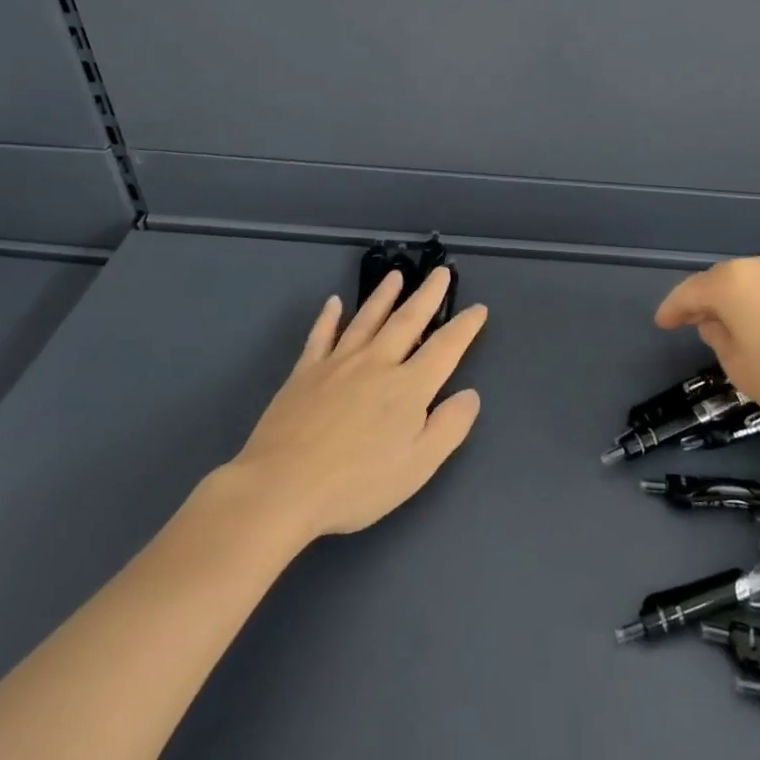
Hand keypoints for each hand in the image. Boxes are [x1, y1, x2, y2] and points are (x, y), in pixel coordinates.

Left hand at [224, 267, 484, 542]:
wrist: (281, 487)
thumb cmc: (356, 484)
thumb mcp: (417, 467)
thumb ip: (448, 427)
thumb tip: (470, 394)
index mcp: (408, 387)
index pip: (445, 347)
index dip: (464, 327)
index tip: (478, 309)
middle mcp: (377, 363)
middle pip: (407, 320)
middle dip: (428, 295)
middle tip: (441, 272)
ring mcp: (338, 363)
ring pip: (367, 319)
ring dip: (384, 295)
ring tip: (396, 276)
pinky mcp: (305, 372)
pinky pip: (321, 336)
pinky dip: (329, 317)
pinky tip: (334, 303)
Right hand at [654, 254, 759, 431]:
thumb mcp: (741, 369)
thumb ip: (719, 340)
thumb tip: (717, 322)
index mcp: (731, 283)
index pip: (689, 292)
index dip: (672, 309)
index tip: (661, 323)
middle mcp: (756, 266)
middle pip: (718, 281)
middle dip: (703, 302)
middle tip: (692, 326)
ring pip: (746, 283)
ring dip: (732, 303)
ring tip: (727, 329)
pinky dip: (757, 304)